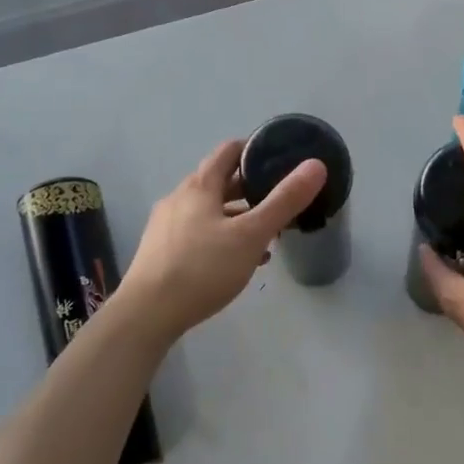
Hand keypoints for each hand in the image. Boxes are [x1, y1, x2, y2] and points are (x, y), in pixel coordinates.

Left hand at [115, 140, 327, 341]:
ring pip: (210, 210)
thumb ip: (284, 201)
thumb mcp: (251, 234)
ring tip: (266, 233)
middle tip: (280, 198)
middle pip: (219, 182)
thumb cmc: (202, 268)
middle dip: (251, 188)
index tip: (280, 158)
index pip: (229, 152)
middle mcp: (179, 198)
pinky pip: (199, 233)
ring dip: (238, 216)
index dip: (255, 150)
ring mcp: (167, 225)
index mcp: (199, 186)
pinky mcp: (162, 251)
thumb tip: (315, 165)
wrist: (147, 313)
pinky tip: (239, 260)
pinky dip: (222, 236)